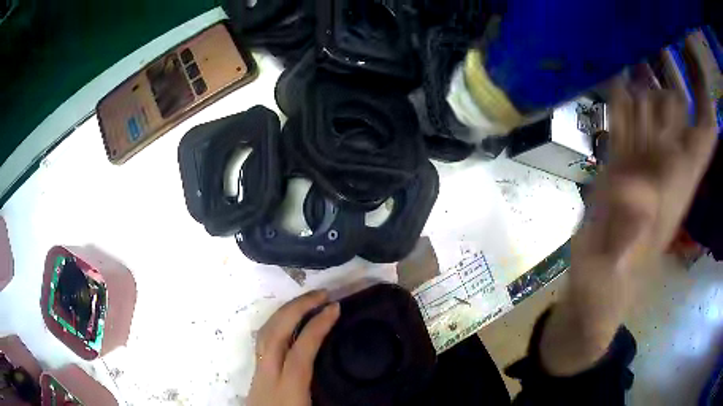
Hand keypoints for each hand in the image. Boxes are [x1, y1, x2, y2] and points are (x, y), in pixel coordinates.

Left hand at [248, 290, 339, 405]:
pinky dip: (276, 326)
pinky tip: (288, 326)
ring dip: (284, 314)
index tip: (335, 308)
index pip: (301, 350)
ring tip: (305, 302)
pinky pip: (262, 343)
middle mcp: (268, 377)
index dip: (317, 326)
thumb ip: (339, 400)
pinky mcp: (255, 377)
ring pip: (263, 335)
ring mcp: (257, 375)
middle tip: (320, 294)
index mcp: (288, 390)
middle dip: (296, 308)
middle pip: (275, 334)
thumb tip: (376, 398)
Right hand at [540, 37, 718, 375]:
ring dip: (645, 68)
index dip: (702, 87)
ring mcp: (642, 155)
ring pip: (650, 102)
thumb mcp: (617, 264)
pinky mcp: (621, 157)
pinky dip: (621, 89)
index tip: (688, 47)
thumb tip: (633, 190)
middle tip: (651, 22)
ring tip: (631, 32)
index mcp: (677, 177)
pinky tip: (614, 65)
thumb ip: (627, 232)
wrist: (597, 285)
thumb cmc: (610, 281)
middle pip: (676, 101)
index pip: (705, 126)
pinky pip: (626, 113)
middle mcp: (665, 158)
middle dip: (670, 62)